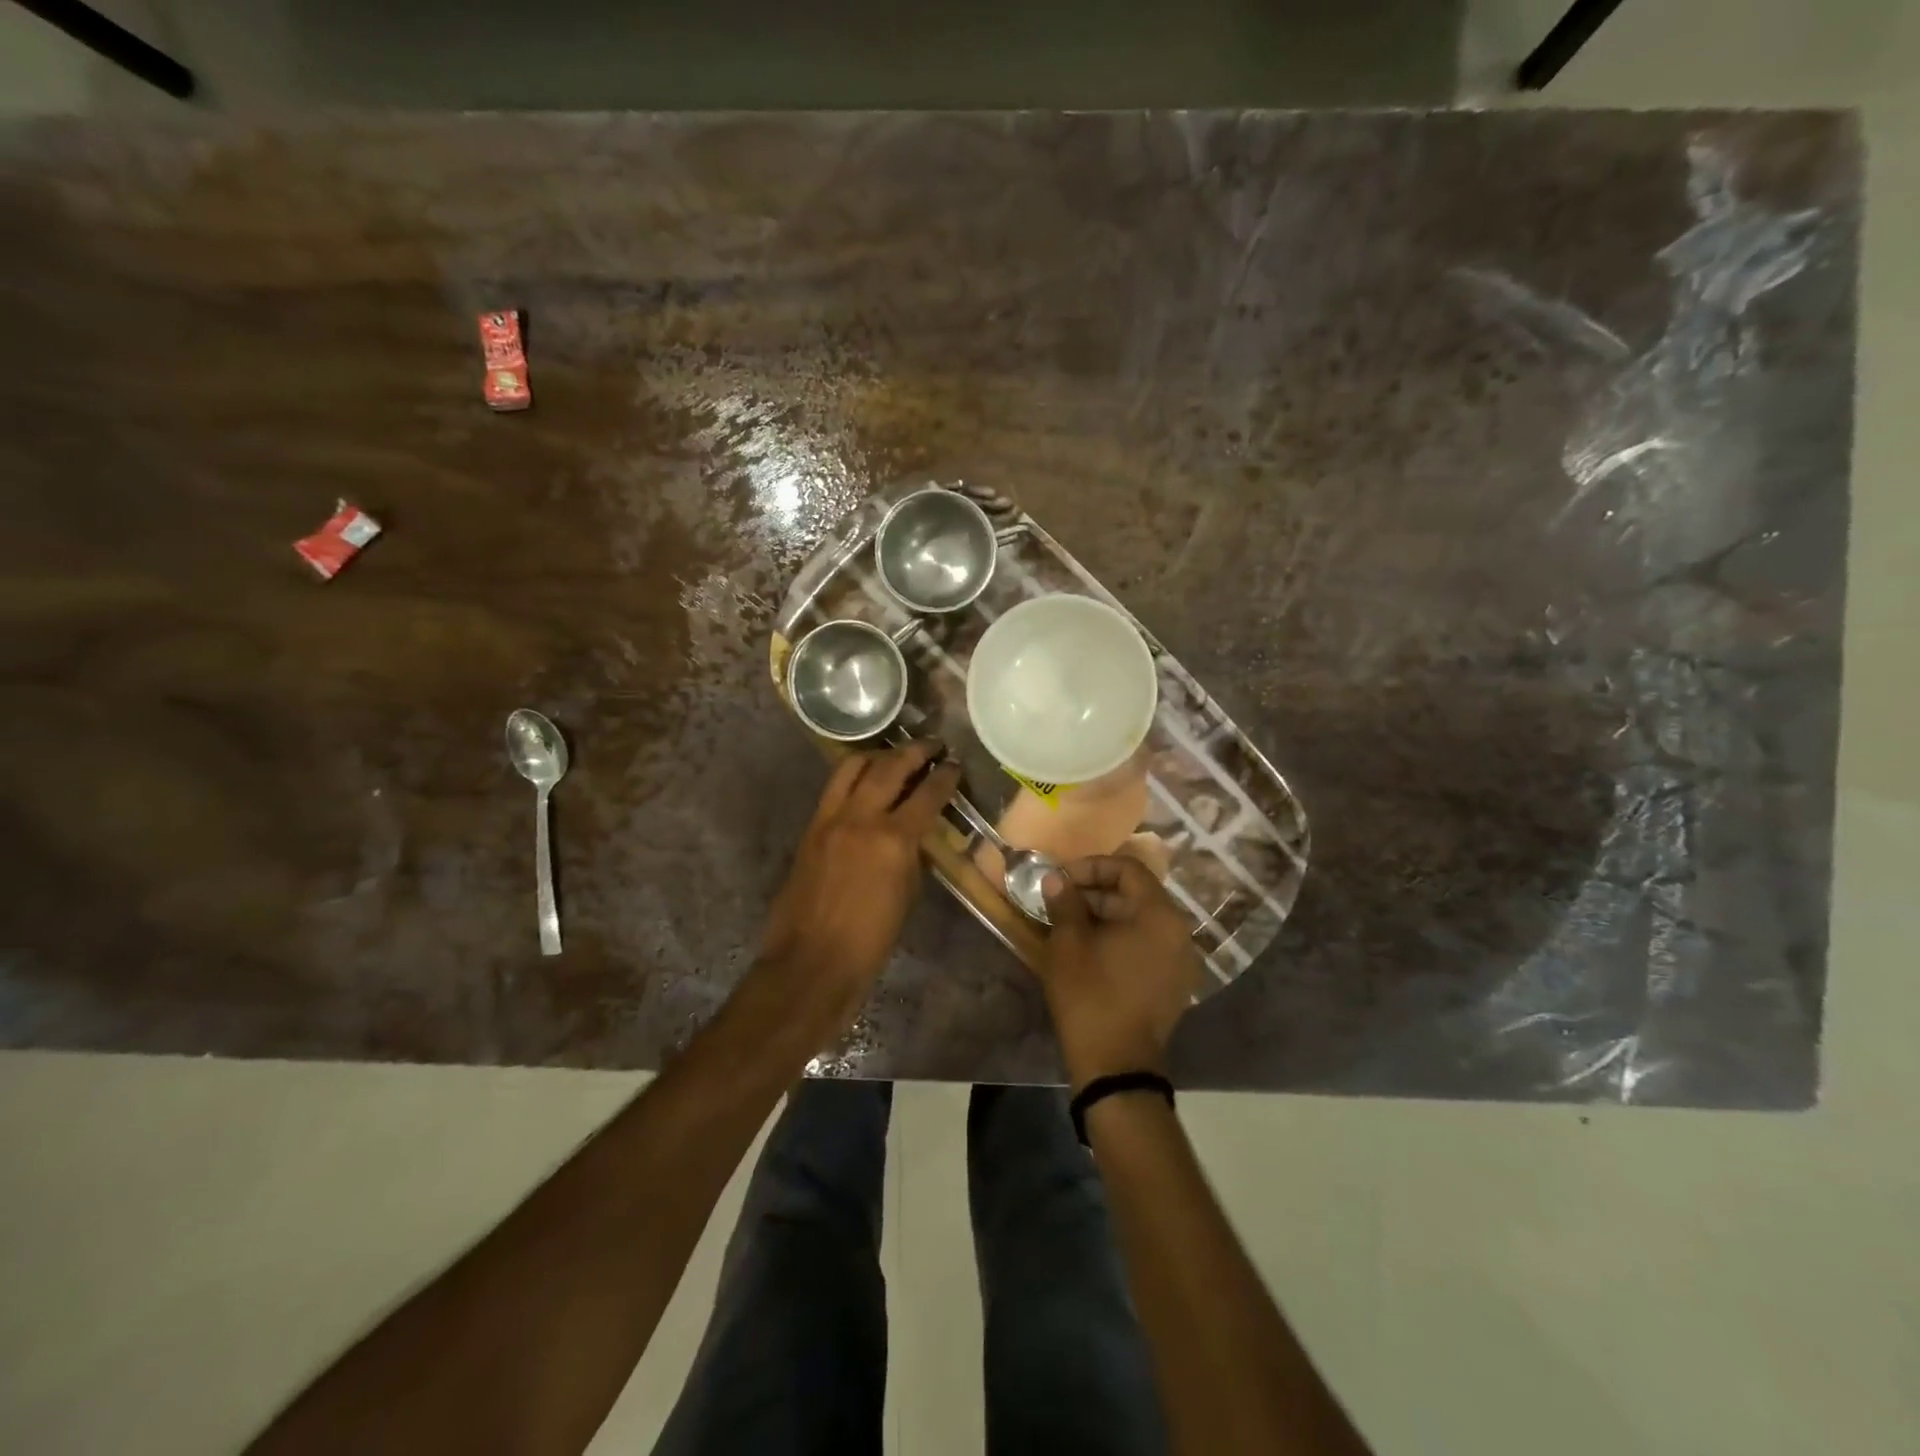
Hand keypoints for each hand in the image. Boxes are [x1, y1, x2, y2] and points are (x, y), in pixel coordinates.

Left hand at [758, 741, 961, 1025]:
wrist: (812, 961)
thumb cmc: (870, 940)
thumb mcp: (907, 895)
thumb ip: (913, 855)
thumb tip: (919, 832)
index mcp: (893, 840)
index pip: (927, 793)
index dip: (945, 776)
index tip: (955, 765)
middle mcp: (860, 818)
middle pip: (889, 767)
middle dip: (914, 751)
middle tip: (931, 744)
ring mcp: (830, 819)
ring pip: (853, 767)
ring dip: (878, 755)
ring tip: (894, 754)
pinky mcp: (811, 828)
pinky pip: (833, 788)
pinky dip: (853, 775)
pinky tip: (865, 779)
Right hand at [1040, 855, 1203, 1086]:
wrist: (1116, 1067)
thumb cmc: (1090, 996)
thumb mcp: (1068, 943)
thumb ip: (1064, 902)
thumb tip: (1056, 879)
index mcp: (1159, 916)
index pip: (1129, 869)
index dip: (1092, 867)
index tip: (1062, 879)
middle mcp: (1179, 932)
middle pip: (1137, 893)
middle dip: (1096, 891)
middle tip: (1060, 900)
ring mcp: (1181, 961)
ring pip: (1141, 921)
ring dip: (1106, 915)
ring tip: (1069, 924)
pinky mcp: (1174, 984)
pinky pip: (1147, 945)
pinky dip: (1120, 938)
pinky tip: (1090, 950)